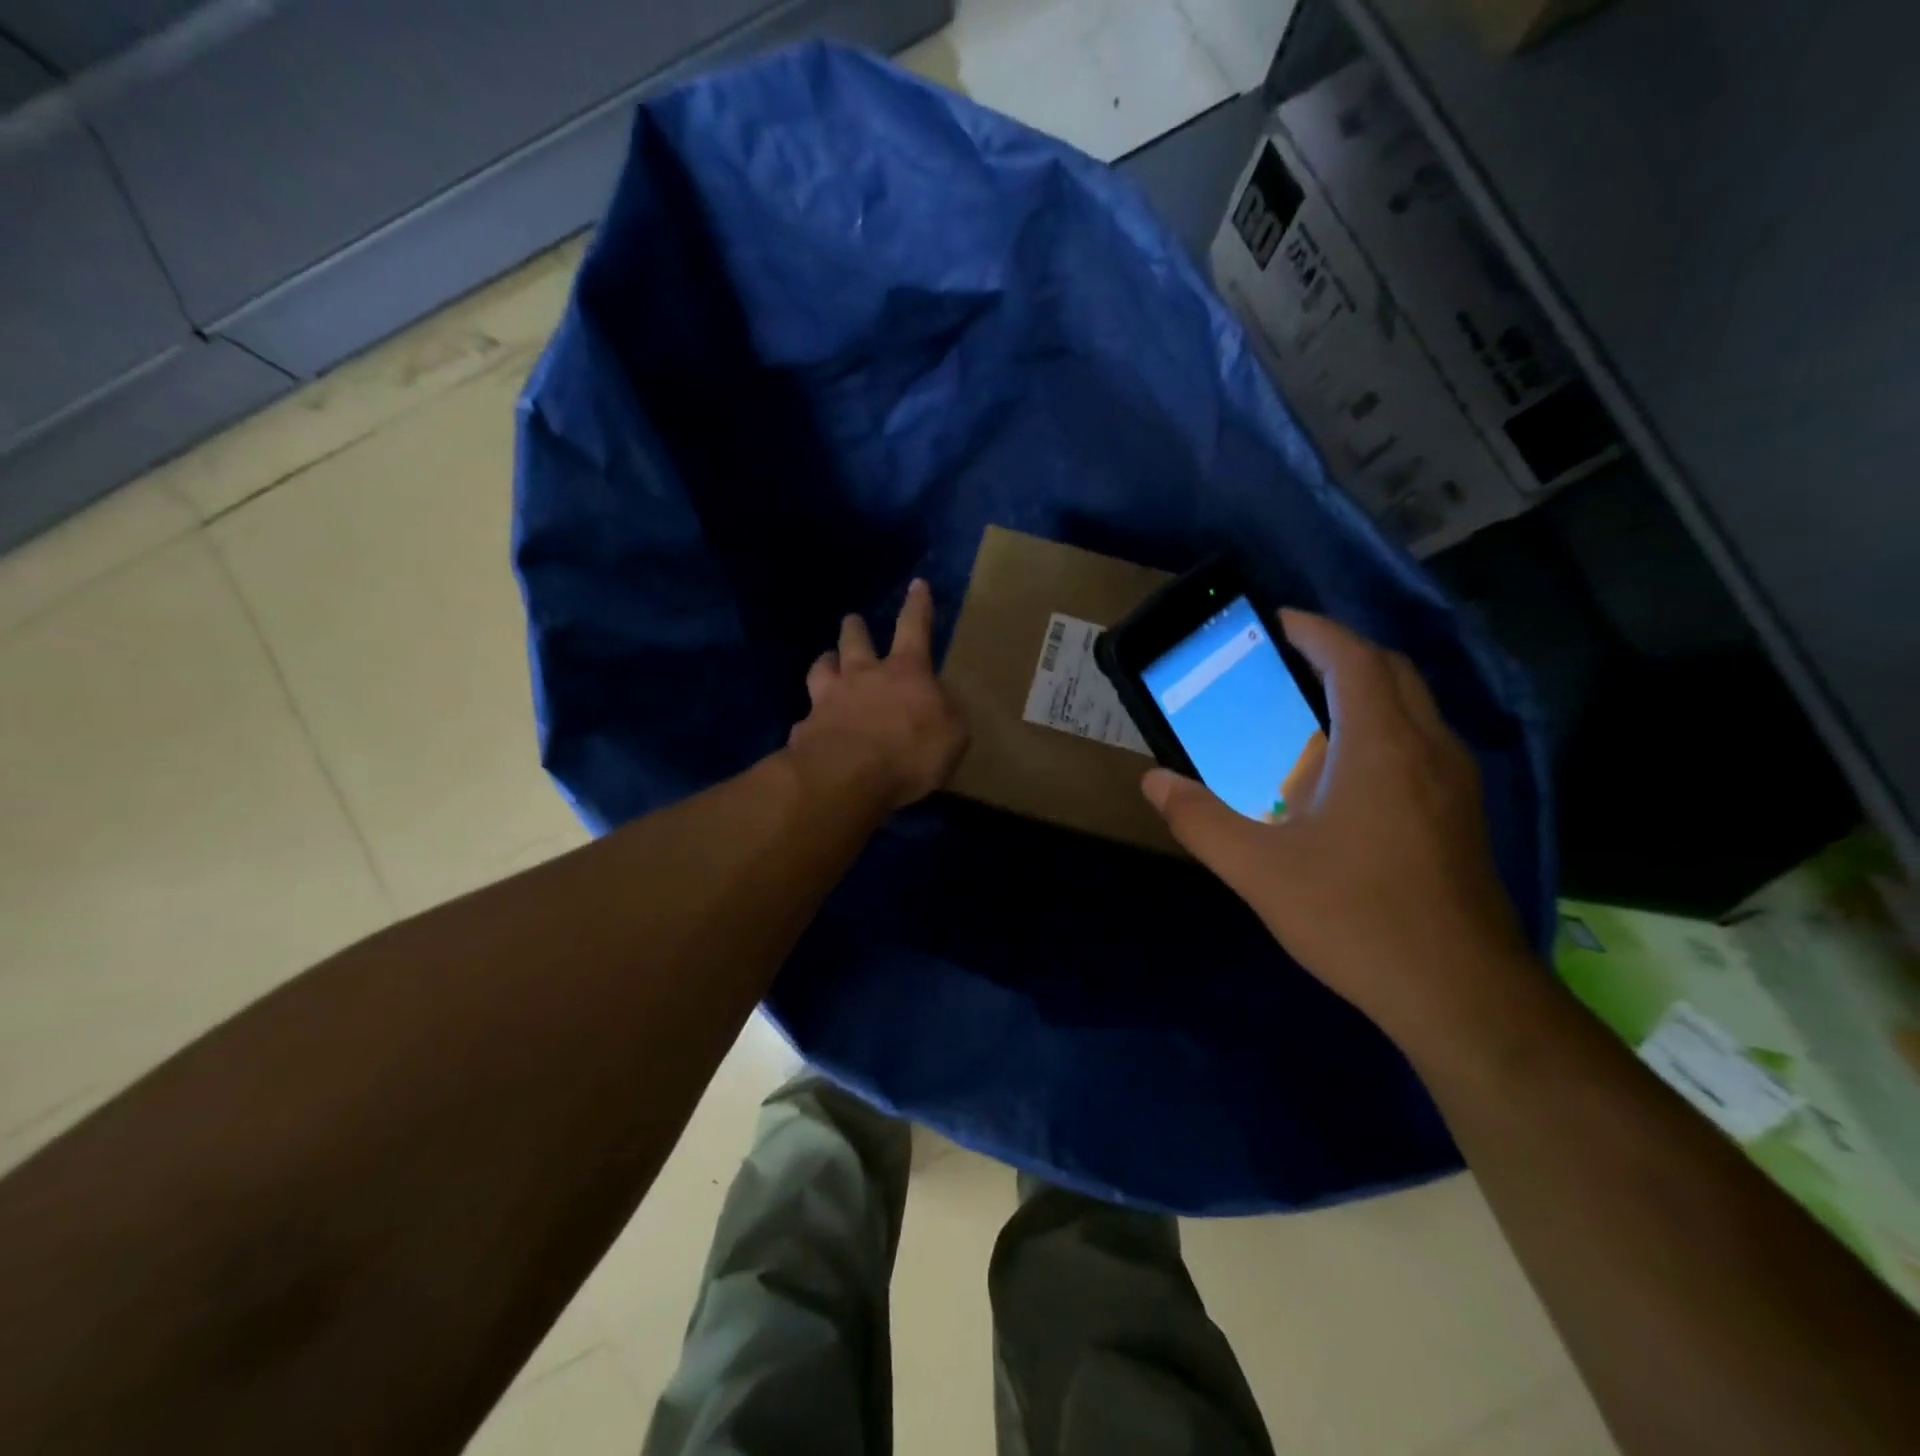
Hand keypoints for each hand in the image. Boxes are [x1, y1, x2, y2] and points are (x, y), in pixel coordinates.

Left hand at [787, 578, 968, 810]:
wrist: (847, 777)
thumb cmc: (910, 752)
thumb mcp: (952, 735)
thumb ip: (946, 715)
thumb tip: (938, 704)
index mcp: (905, 672)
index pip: (914, 628)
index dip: (918, 607)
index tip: (916, 585)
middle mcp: (862, 676)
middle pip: (856, 641)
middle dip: (856, 629)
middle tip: (852, 620)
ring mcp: (828, 700)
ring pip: (822, 668)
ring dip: (826, 661)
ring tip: (826, 659)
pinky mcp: (805, 729)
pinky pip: (806, 718)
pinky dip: (810, 720)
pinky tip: (809, 728)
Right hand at [1141, 610, 1531, 1038]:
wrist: (1461, 994)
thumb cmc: (1356, 918)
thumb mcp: (1258, 871)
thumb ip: (1200, 820)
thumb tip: (1153, 782)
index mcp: (1380, 746)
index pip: (1352, 658)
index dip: (1313, 630)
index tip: (1274, 623)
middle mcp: (1428, 748)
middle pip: (1390, 669)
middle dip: (1339, 651)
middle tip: (1286, 660)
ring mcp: (1455, 782)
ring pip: (1413, 704)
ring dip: (1365, 687)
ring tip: (1310, 707)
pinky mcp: (1462, 813)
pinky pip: (1422, 740)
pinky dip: (1382, 725)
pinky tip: (1346, 772)